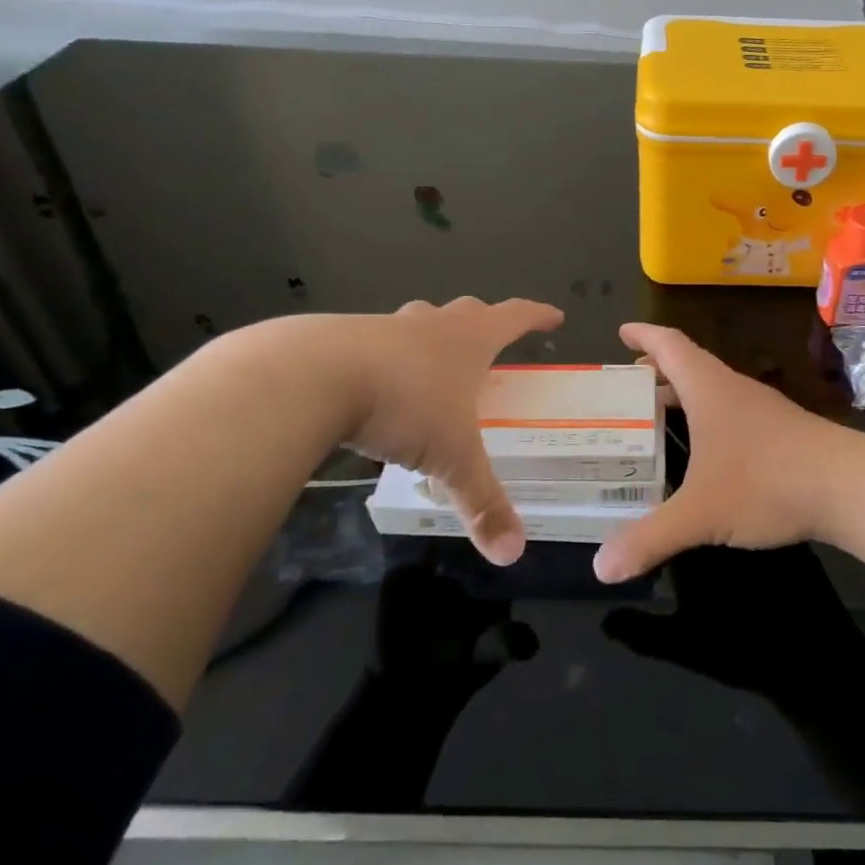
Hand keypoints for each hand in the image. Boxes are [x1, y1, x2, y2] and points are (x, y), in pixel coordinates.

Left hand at [324, 297, 563, 564]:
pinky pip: (372, 344)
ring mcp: (383, 327)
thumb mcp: (452, 458)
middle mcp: (429, 325)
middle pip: (466, 312)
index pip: (514, 317)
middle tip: (489, 341)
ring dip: (429, 335)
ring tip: (429, 363)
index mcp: (467, 341)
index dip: (537, 316)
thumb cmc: (403, 405)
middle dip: (483, 322)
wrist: (311, 376)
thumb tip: (513, 553)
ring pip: (416, 321)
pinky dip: (382, 359)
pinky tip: (373, 388)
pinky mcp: (339, 340)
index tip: (554, 316)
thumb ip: (482, 501)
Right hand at [592, 323, 857, 582]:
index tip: (622, 331)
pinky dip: (708, 420)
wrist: (849, 487)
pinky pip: (733, 414)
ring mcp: (762, 410)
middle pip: (690, 366)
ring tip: (657, 418)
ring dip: (684, 397)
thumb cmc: (766, 483)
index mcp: (709, 389)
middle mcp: (735, 390)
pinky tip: (705, 452)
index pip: (670, 345)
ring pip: (713, 391)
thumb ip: (650, 538)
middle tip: (627, 387)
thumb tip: (603, 568)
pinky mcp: (782, 433)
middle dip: (657, 371)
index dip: (644, 335)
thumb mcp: (700, 514)